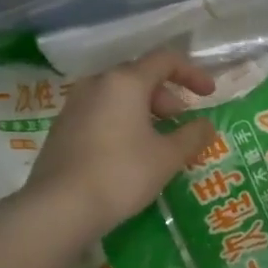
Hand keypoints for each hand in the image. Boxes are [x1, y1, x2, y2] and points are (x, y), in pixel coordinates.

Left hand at [17, 49, 218, 244]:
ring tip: (155, 139)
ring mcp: (74, 104)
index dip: (192, 73)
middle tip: (179, 122)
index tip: (209, 94)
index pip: (165, 60)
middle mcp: (97, 84)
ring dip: (143, 110)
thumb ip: (192, 136)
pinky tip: (127, 151)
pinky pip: (100, 112)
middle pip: (139, 76)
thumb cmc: (121, 174)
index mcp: (125, 82)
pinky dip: (121, 121)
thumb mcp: (167, 157)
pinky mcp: (61, 128)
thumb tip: (205, 126)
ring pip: (118, 95)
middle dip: (166, 96)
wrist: (58, 207)